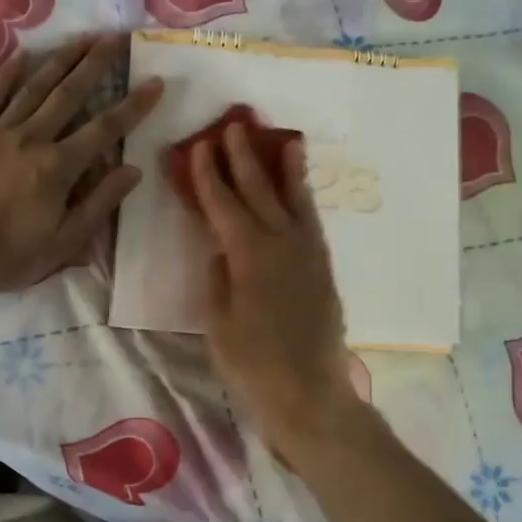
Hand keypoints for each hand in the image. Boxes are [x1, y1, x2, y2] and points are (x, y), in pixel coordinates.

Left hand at [0, 33, 161, 296]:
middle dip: (96, 63)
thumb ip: (99, 203)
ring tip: (81, 36)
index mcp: (58, 167)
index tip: (154, 82)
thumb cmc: (10, 256)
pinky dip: (6, 74)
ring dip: (59, 59)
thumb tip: (133, 169)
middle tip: (116, 36)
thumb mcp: (65, 241)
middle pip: (69, 93)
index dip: (133, 105)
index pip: (105, 128)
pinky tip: (21, 54)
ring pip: (33, 86)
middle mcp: (30, 138)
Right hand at [191, 123, 363, 463]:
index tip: (198, 147)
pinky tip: (300, 193)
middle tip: (235, 126)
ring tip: (285, 141)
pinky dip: (304, 201)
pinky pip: (311, 222)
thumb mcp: (217, 322)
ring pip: (295, 201)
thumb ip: (217, 277)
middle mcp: (282, 243)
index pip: (223, 204)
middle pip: (259, 191)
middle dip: (244, 158)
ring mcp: (308, 254)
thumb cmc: (252, 364)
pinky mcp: (323, 270)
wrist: (309, 395)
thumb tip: (219, 246)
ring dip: (286, 170)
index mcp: (249, 254)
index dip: (208, 175)